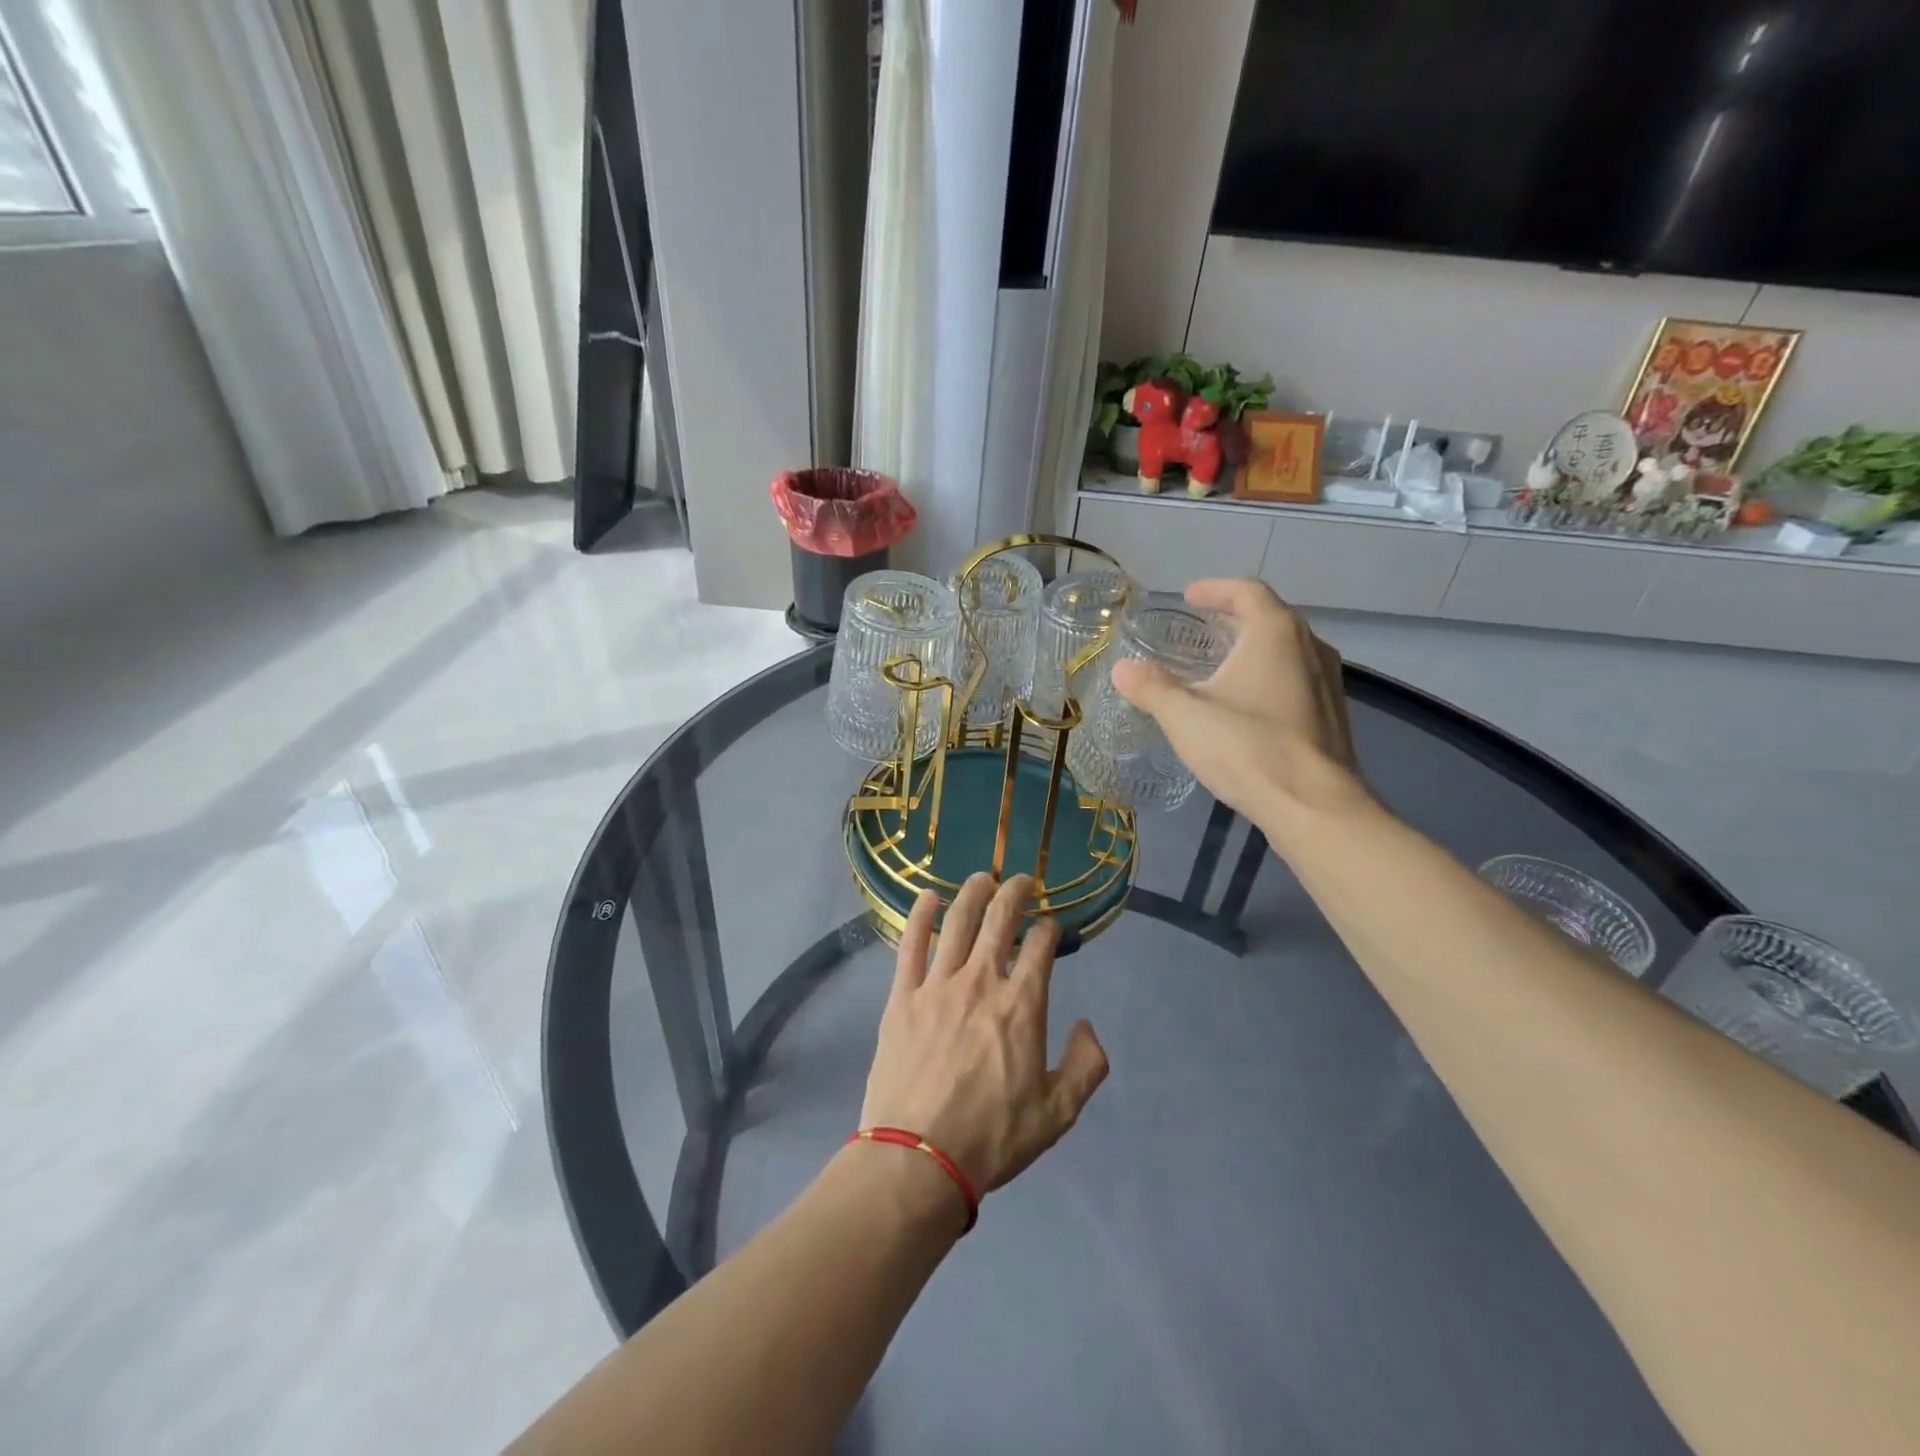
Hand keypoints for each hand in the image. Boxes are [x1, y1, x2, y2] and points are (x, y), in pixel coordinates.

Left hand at [861, 874, 1108, 1199]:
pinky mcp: (903, 996)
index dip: (1049, 929)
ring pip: (957, 922)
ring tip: (982, 878)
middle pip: (1000, 920)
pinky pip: (910, 944)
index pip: (1040, 947)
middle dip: (1015, 893)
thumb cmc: (992, 1137)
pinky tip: (928, 898)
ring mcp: (938, 985)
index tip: (1051, 928)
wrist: (918, 1159)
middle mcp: (982, 982)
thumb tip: (1087, 1026)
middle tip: (1022, 881)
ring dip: (973, 893)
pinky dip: (920, 915)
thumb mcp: (1058, 1113)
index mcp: (1022, 1006)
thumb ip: (1087, 1066)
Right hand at [1110, 578, 1366, 821]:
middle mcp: (1310, 647)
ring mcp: (1328, 682)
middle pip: (1270, 617)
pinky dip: (1269, 676)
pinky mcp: (1332, 715)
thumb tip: (1122, 669)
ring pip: (1287, 650)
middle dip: (1234, 618)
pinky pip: (1296, 678)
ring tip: (1221, 665)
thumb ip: (1151, 688)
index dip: (1215, 589)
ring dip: (1253, 648)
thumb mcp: (1186, 716)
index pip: (1247, 591)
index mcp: (1276, 633)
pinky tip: (1246, 704)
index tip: (1189, 596)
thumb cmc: (1248, 747)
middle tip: (1201, 628)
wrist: (1313, 806)